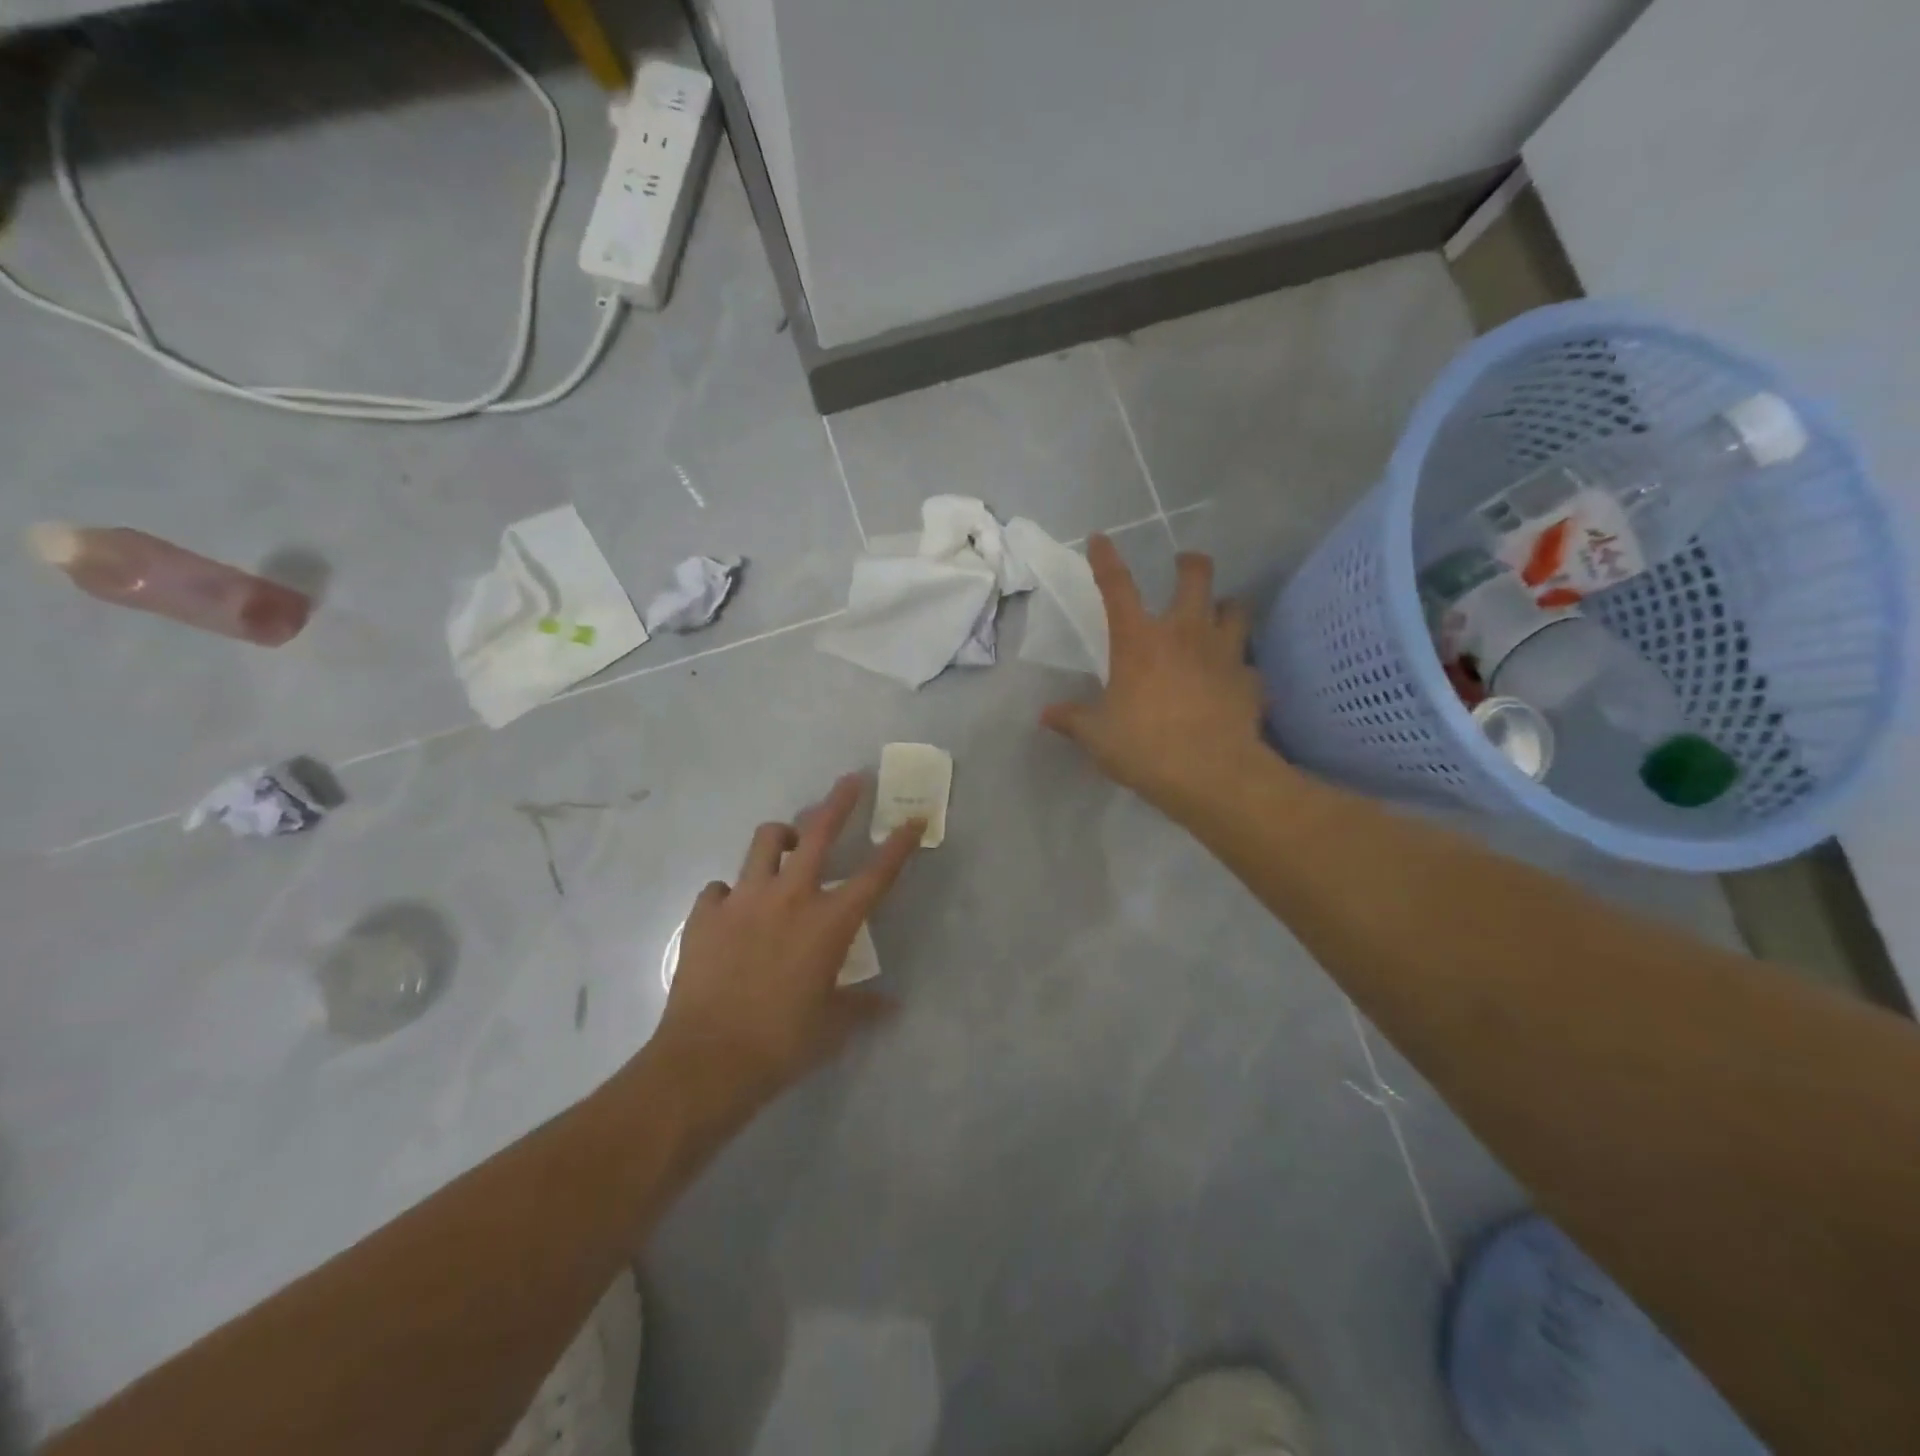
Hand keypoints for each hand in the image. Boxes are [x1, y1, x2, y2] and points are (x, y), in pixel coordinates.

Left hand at [645, 774, 923, 1133]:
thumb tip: (889, 1006)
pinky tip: (734, 909)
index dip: (900, 843)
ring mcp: (744, 900)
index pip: (876, 873)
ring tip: (789, 842)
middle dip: (840, 801)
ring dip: (783, 835)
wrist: (708, 1060)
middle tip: (852, 780)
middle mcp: (790, 897)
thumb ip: (861, 1007)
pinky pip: (721, 887)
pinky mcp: (706, 914)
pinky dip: (732, 892)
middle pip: (820, 832)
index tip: (914, 818)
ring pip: (766, 841)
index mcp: (829, 922)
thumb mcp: (832, 1026)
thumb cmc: (782, 1043)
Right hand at [1042, 536, 1269, 814]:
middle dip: (1190, 564)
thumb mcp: (1097, 736)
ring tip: (1218, 616)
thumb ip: (1073, 720)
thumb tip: (1045, 716)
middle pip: (1197, 576)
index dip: (1106, 559)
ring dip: (1225, 608)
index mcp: (1139, 640)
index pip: (1117, 587)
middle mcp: (1185, 633)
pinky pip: (1249, 663)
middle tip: (1184, 566)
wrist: (1211, 774)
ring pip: (1236, 608)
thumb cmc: (1145, 747)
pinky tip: (1234, 680)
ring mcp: (1225, 653)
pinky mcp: (1251, 680)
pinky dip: (1241, 666)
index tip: (1100, 539)